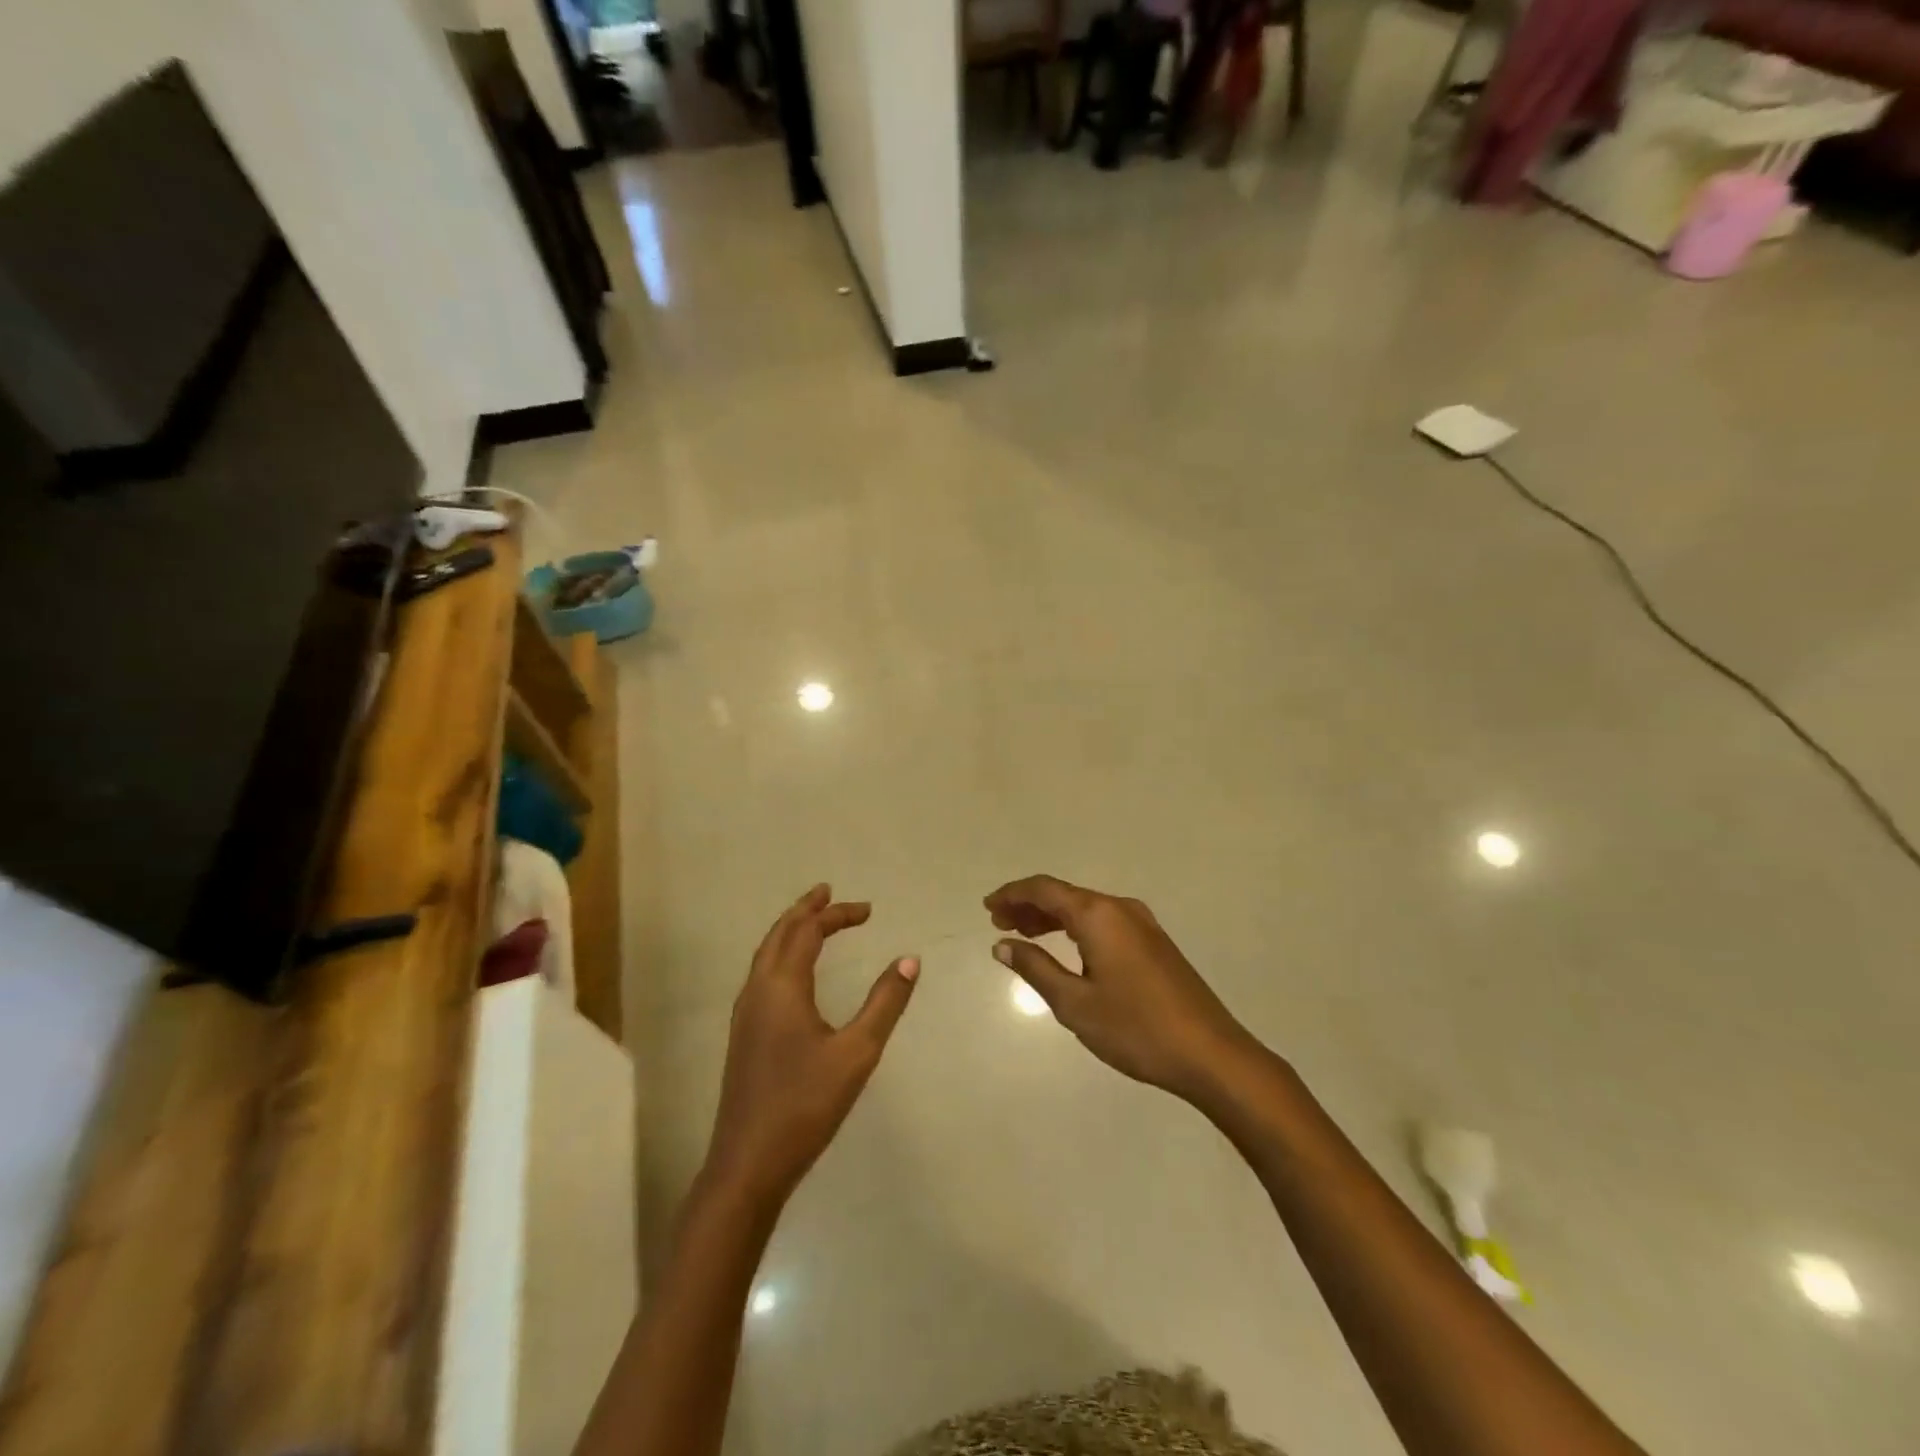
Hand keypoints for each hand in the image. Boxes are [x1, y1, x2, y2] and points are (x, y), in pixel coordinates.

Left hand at [705, 885, 918, 1204]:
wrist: (748, 1164)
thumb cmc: (805, 1105)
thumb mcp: (857, 1052)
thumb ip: (885, 1003)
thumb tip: (910, 960)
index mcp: (781, 987)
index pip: (808, 931)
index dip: (837, 914)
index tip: (869, 910)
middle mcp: (757, 991)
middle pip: (779, 934)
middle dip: (806, 910)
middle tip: (830, 894)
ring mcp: (745, 1014)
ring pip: (766, 954)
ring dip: (790, 931)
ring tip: (814, 922)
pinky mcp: (744, 1036)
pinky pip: (762, 974)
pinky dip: (782, 955)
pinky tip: (795, 974)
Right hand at [985, 875, 1253, 1101]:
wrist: (1210, 1053)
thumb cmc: (1136, 1028)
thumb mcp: (1074, 1003)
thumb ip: (1036, 968)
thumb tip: (1003, 945)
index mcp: (1098, 915)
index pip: (1045, 889)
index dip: (1012, 894)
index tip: (987, 907)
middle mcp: (1120, 908)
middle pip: (1065, 894)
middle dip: (1029, 905)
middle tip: (998, 922)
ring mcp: (1142, 924)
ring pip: (1086, 908)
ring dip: (1052, 917)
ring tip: (1024, 935)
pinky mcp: (1155, 942)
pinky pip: (1104, 921)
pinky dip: (1077, 928)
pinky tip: (1066, 949)